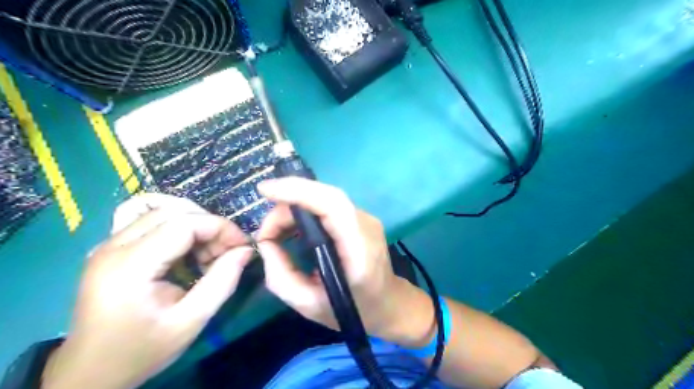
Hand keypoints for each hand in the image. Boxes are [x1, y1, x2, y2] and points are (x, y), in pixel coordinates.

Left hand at [44, 196, 253, 388]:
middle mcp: (113, 246)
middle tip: (227, 249)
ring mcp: (109, 245)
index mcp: (129, 266)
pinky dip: (179, 229)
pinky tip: (188, 252)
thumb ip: (223, 282)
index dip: (220, 227)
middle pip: (173, 211)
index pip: (184, 223)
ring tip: (209, 252)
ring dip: (195, 225)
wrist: (90, 373)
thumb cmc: (142, 350)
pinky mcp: (112, 249)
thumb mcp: (191, 321)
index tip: (242, 245)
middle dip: (209, 224)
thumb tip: (246, 250)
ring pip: (162, 212)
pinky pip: (152, 222)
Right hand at [258, 177, 431, 346]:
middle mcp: (366, 225)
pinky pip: (328, 206)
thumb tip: (265, 242)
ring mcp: (366, 218)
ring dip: (294, 208)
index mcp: (360, 249)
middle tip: (266, 231)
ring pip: (325, 198)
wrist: (388, 303)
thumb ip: (281, 276)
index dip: (299, 191)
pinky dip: (305, 211)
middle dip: (288, 203)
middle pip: (325, 196)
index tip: (265, 190)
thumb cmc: (352, 309)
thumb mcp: (309, 305)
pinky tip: (292, 227)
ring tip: (275, 232)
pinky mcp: (360, 218)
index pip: (333, 204)